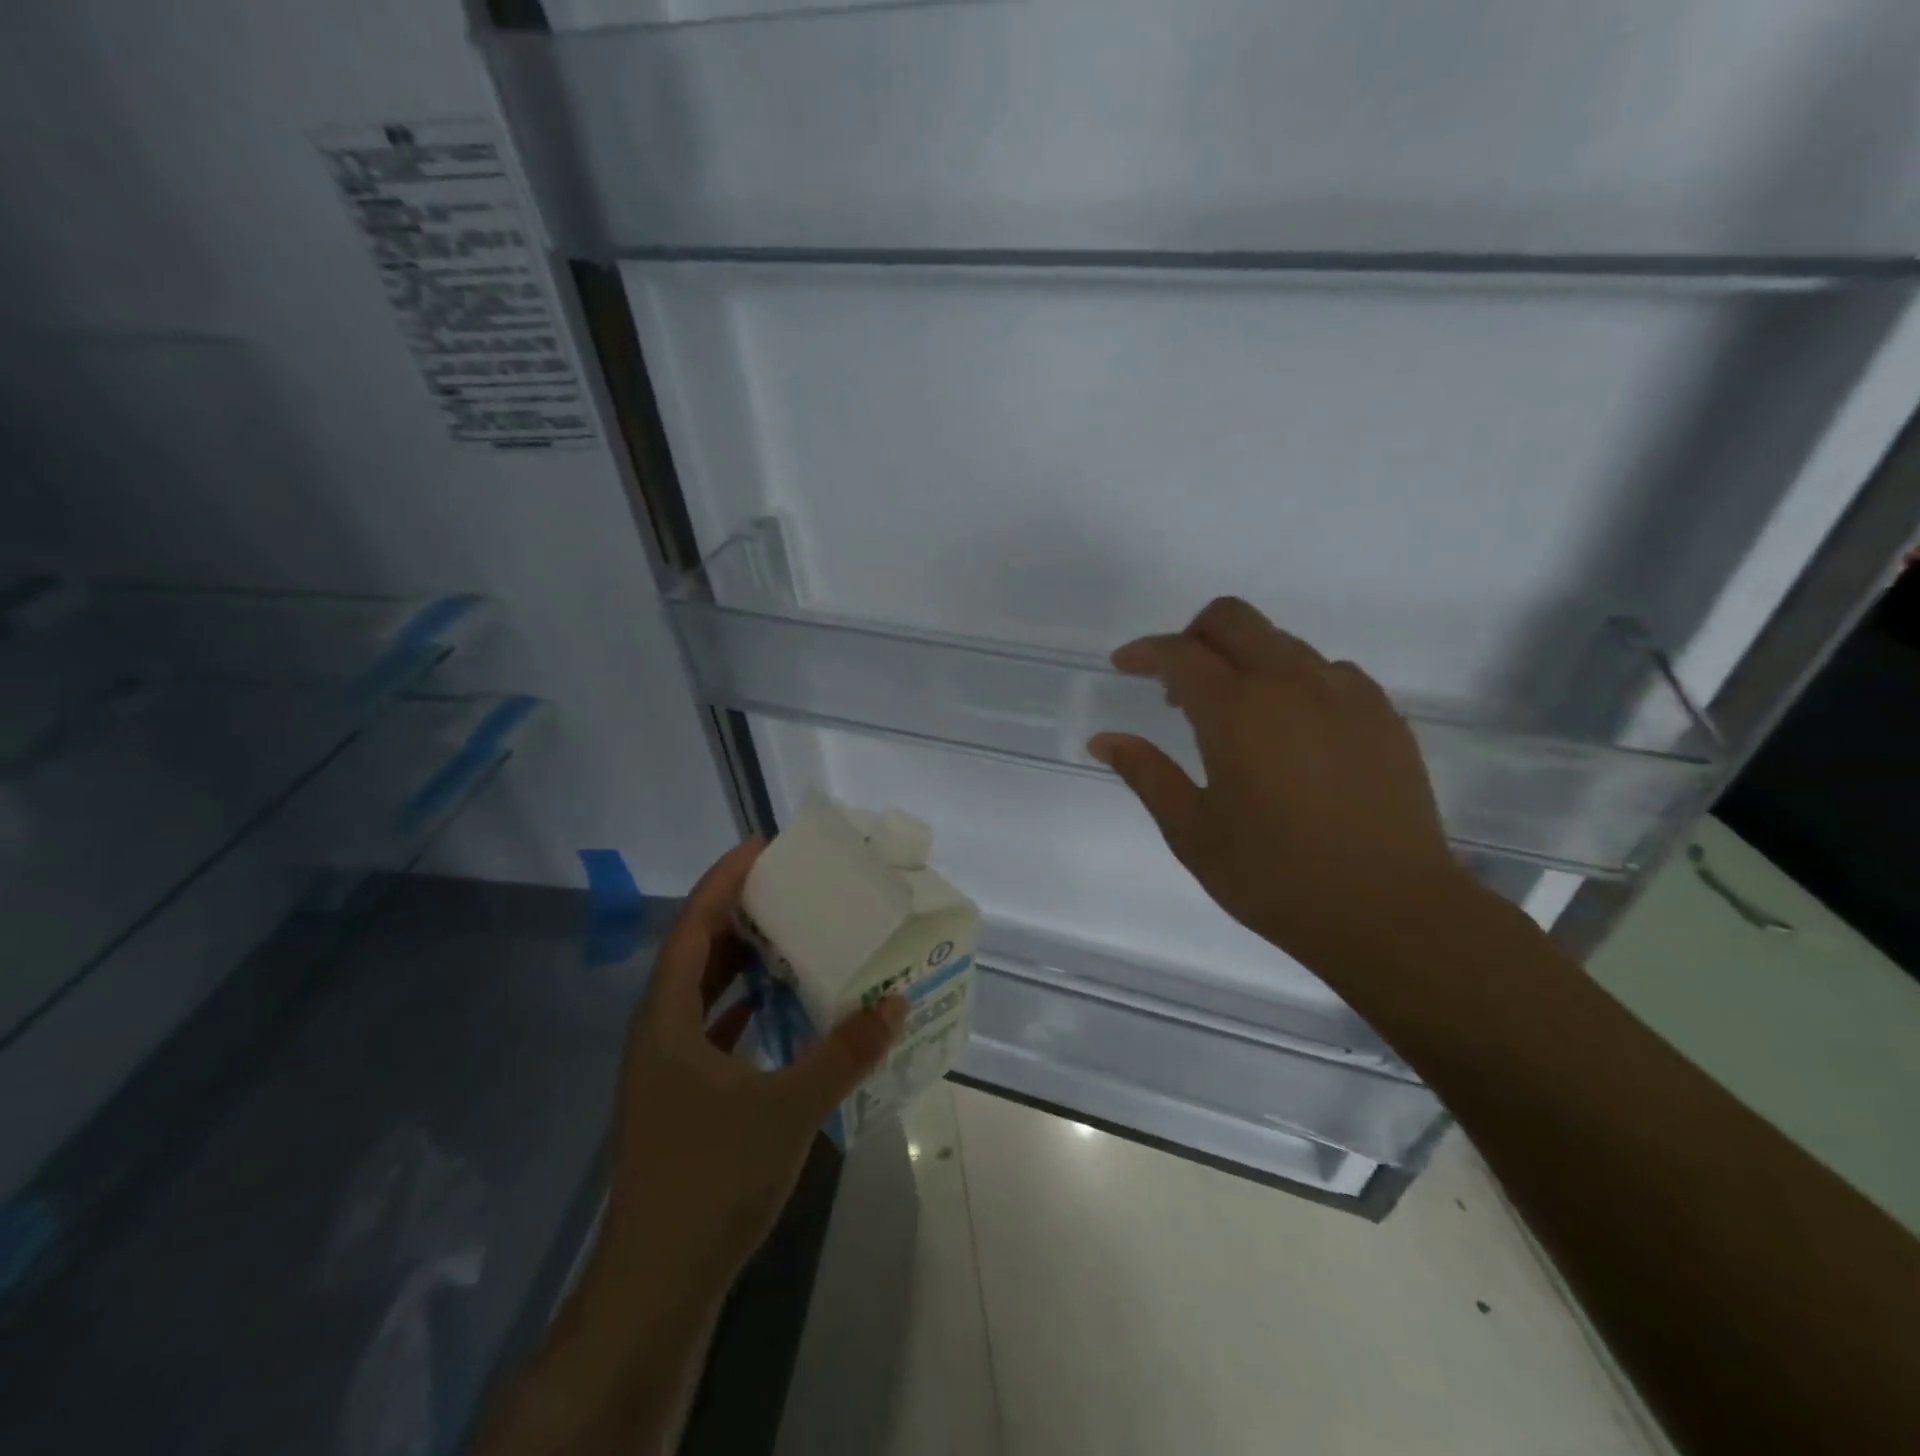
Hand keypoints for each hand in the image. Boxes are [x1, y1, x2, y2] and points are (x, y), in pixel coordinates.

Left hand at [603, 839, 905, 1294]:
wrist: (656, 1285)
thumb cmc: (711, 1180)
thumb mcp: (788, 1108)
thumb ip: (843, 1052)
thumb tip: (895, 1001)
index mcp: (667, 1018)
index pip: (694, 926)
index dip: (725, 880)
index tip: (762, 846)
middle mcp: (660, 1032)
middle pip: (697, 951)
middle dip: (738, 911)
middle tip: (789, 884)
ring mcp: (668, 1067)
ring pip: (704, 991)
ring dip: (743, 958)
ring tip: (791, 931)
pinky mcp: (682, 1097)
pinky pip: (714, 1027)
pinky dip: (746, 1005)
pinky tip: (781, 1005)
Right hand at [1089, 597, 1474, 992]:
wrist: (1391, 912)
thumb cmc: (1275, 877)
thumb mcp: (1192, 832)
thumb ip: (1146, 774)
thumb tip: (1105, 739)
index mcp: (1237, 711)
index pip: (1179, 652)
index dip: (1144, 651)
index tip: (1123, 665)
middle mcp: (1291, 683)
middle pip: (1232, 618)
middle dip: (1193, 635)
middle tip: (1177, 685)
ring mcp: (1345, 693)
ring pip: (1281, 641)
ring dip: (1243, 660)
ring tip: (1233, 717)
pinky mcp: (1383, 713)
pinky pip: (1326, 671)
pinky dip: (1292, 681)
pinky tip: (1290, 731)